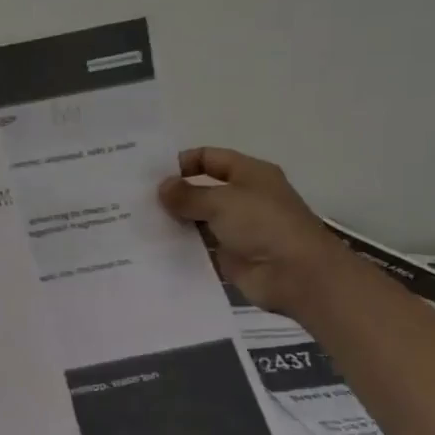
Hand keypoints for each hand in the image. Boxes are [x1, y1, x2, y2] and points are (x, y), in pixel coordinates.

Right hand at [158, 147, 350, 313]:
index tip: (151, 175)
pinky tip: (154, 247)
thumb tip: (163, 187)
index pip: (210, 158)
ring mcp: (237, 228)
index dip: (182, 162)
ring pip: (198, 219)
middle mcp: (243, 197)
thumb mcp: (223, 201)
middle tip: (137, 199)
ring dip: (174, 221)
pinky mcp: (230, 255)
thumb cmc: (264, 225)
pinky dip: (181, 246)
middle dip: (174, 193)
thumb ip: (188, 194)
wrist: (297, 275)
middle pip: (202, 189)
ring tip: (139, 223)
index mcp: (250, 174)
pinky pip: (200, 246)